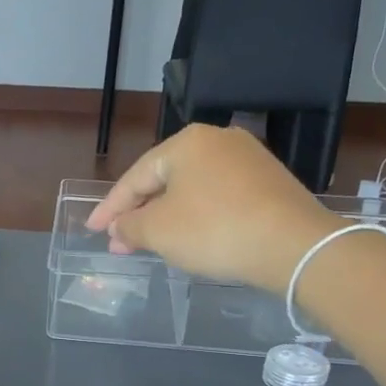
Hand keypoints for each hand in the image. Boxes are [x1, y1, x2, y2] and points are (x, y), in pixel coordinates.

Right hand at [86, 125, 340, 287]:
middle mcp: (217, 140)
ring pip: (191, 189)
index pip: (135, 177)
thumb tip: (118, 229)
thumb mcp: (158, 232)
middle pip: (164, 180)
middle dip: (139, 213)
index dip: (110, 208)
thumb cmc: (214, 231)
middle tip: (119, 241)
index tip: (93, 230)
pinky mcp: (268, 181)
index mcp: (186, 143)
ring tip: (150, 243)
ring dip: (166, 216)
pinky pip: (218, 196)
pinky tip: (189, 236)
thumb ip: (129, 227)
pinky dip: (196, 215)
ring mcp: (248, 158)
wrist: (293, 245)